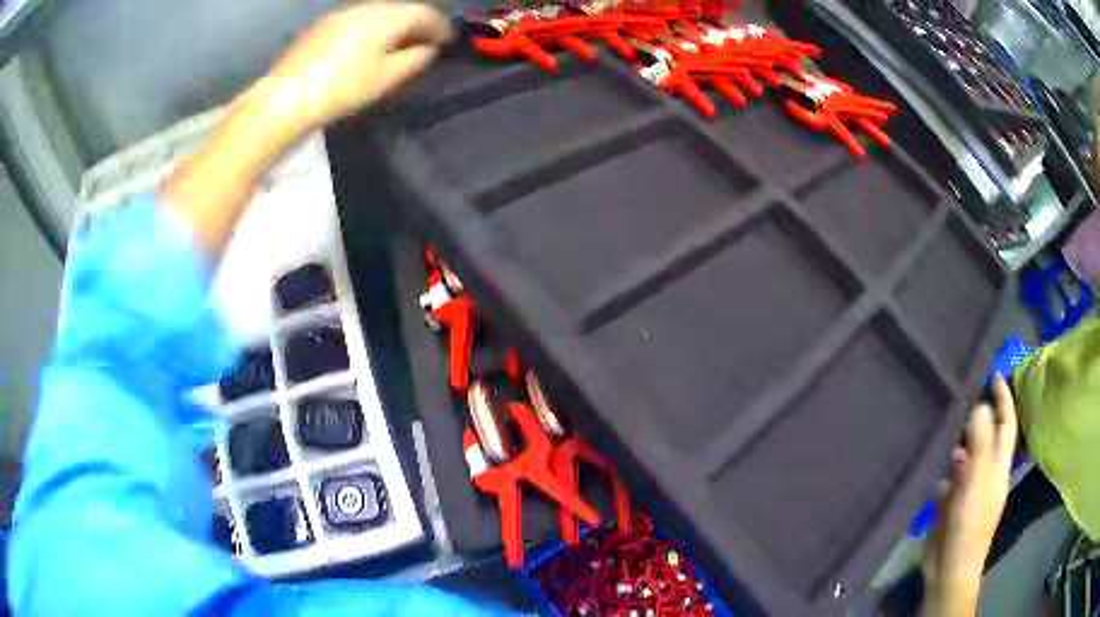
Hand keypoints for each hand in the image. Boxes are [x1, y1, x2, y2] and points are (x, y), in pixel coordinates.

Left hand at [262, 2, 451, 130]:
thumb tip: (428, 49)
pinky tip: (366, 47)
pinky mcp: (321, 26)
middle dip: (416, 25)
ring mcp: (340, 15)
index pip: (423, 13)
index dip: (440, 26)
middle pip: (399, 10)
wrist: (285, 99)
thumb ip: (414, 60)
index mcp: (385, 18)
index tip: (448, 41)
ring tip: (396, 46)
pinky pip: (356, 21)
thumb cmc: (341, 90)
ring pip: (377, 14)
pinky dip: (370, 30)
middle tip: (425, 43)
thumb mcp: (386, 79)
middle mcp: (364, 8)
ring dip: (392, 26)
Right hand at [920, 376, 1017, 616]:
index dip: (1003, 399)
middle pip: (989, 438)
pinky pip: (952, 479)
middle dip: (983, 416)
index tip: (995, 374)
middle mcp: (987, 474)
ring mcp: (970, 491)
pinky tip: (939, 468)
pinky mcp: (952, 506)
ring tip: (950, 425)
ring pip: (969, 458)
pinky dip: (948, 470)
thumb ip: (980, 442)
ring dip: (963, 442)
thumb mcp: (977, 479)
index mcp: (998, 466)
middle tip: (969, 394)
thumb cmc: (970, 522)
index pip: (1006, 424)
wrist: (950, 567)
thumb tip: (980, 405)